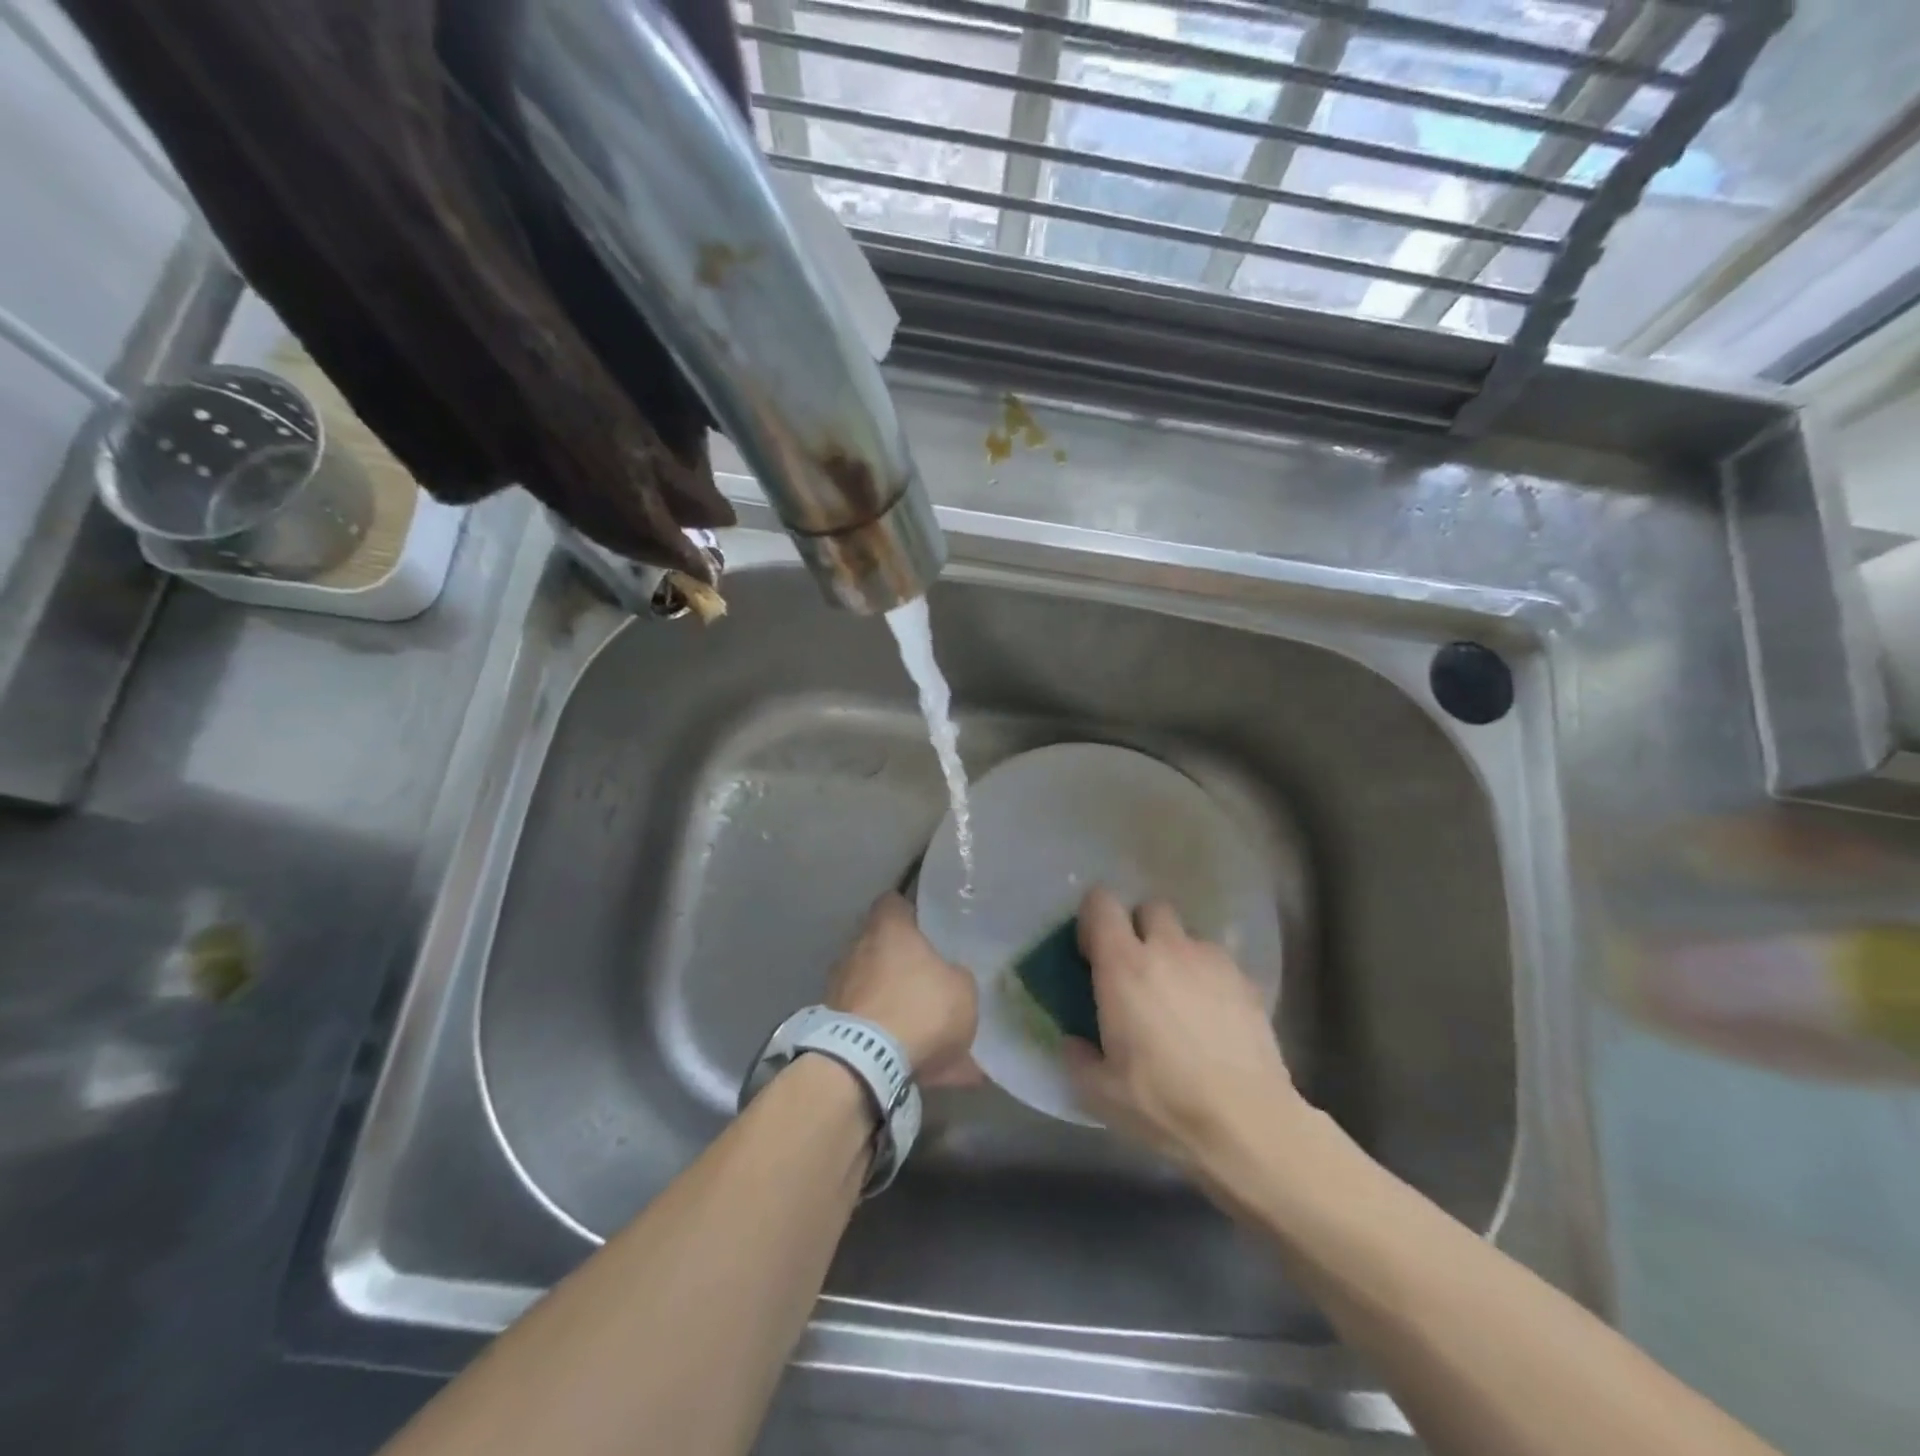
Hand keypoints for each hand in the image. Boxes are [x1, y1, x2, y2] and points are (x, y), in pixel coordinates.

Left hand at [827, 893, 980, 1087]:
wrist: (866, 1063)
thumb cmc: (919, 1008)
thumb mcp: (962, 990)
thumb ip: (955, 976)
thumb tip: (948, 977)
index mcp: (888, 928)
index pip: (894, 903)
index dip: (910, 914)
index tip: (926, 929)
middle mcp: (856, 949)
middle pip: (881, 947)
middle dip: (901, 964)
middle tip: (928, 983)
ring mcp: (838, 988)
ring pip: (874, 989)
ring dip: (893, 1004)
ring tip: (924, 1034)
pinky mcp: (830, 1025)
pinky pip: (866, 1026)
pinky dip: (886, 1039)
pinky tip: (914, 1062)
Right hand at [1064, 886, 1301, 1177]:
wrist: (1248, 1125)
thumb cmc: (1163, 1103)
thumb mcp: (1100, 1093)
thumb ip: (1078, 1057)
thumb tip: (1074, 1041)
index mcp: (1123, 966)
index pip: (1101, 904)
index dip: (1092, 919)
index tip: (1091, 953)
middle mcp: (1168, 949)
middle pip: (1150, 908)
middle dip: (1139, 929)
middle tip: (1135, 971)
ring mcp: (1212, 961)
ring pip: (1187, 935)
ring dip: (1176, 954)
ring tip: (1178, 999)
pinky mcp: (1247, 982)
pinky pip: (1217, 963)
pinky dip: (1207, 978)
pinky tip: (1211, 1019)